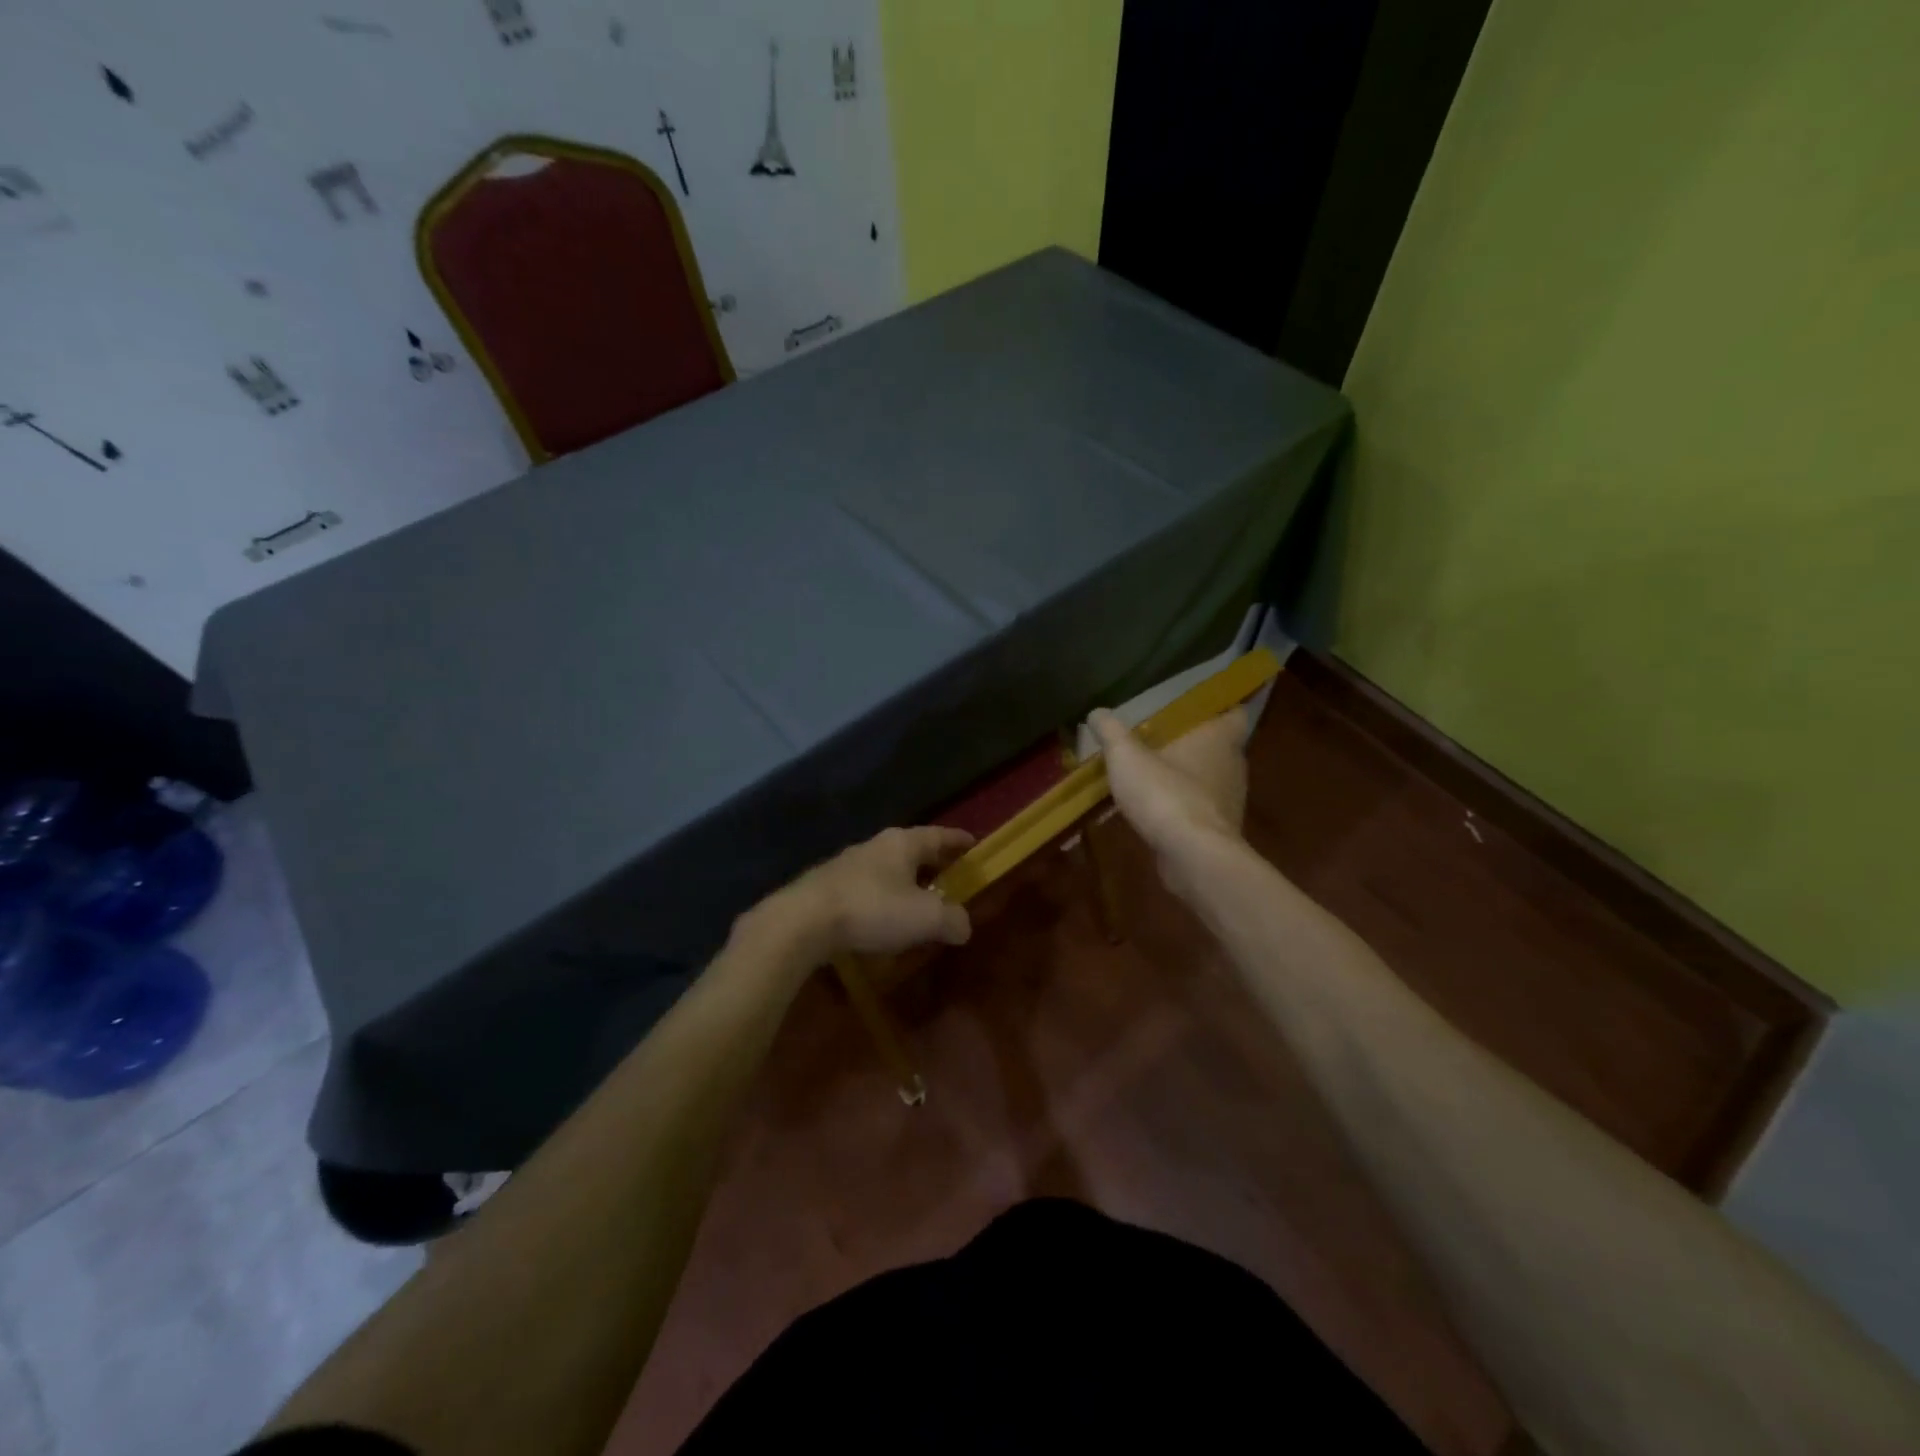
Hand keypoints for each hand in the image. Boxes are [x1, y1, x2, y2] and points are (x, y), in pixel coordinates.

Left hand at [776, 825, 974, 960]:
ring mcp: (848, 864)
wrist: (803, 921)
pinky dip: (883, 898)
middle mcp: (876, 846)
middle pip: (913, 850)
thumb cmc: (872, 909)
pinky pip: (867, 887)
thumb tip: (963, 925)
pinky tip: (884, 918)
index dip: (958, 841)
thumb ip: (952, 919)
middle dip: (933, 862)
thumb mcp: (925, 917)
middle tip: (951, 875)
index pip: (939, 835)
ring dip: (905, 882)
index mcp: (903, 843)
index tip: (973, 845)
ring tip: (919, 900)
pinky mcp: (828, 886)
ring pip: (888, 868)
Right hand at [1089, 706, 1247, 872]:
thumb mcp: (1126, 757)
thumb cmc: (1166, 794)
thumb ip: (1111, 732)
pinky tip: (1156, 808)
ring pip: (1210, 778)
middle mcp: (1232, 765)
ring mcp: (1229, 800)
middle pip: (1219, 746)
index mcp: (1219, 738)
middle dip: (1195, 742)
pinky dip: (1183, 805)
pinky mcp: (1219, 830)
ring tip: (1155, 772)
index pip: (1235, 713)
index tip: (1198, 708)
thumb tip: (1097, 712)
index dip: (1220, 708)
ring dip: (1187, 776)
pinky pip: (1201, 808)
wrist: (1193, 857)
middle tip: (1164, 737)